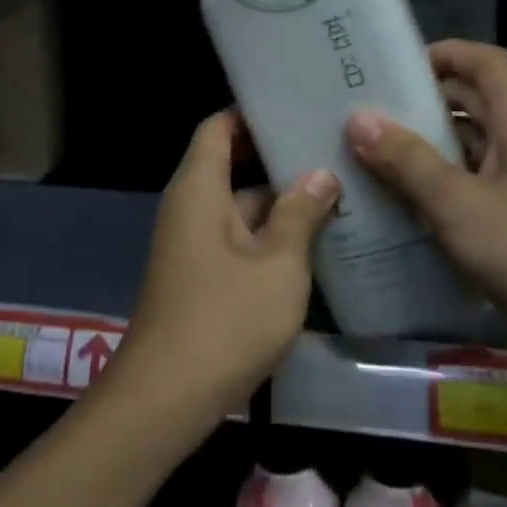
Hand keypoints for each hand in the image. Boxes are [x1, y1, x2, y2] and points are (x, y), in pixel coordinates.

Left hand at [115, 111, 339, 421]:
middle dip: (279, 160)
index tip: (296, 106)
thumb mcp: (278, 263)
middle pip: (232, 166)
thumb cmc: (226, 319)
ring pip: (240, 208)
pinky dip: (271, 237)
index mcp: (198, 189)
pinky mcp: (202, 279)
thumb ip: (301, 213)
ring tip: (338, 190)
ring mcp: (194, 246)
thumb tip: (321, 174)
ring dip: (281, 203)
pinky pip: (238, 241)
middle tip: (333, 148)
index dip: (252, 113)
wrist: (167, 399)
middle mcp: (191, 209)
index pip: (219, 128)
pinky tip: (316, 242)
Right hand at [344, 41, 506, 337]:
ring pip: (473, 150)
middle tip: (366, 114)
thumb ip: (407, 161)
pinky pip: (477, 189)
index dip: (444, 53)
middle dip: (423, 103)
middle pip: (475, 103)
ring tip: (372, 158)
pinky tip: (404, 208)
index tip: (392, 66)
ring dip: (429, 150)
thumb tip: (358, 118)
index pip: (485, 62)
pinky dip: (443, 189)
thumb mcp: (459, 204)